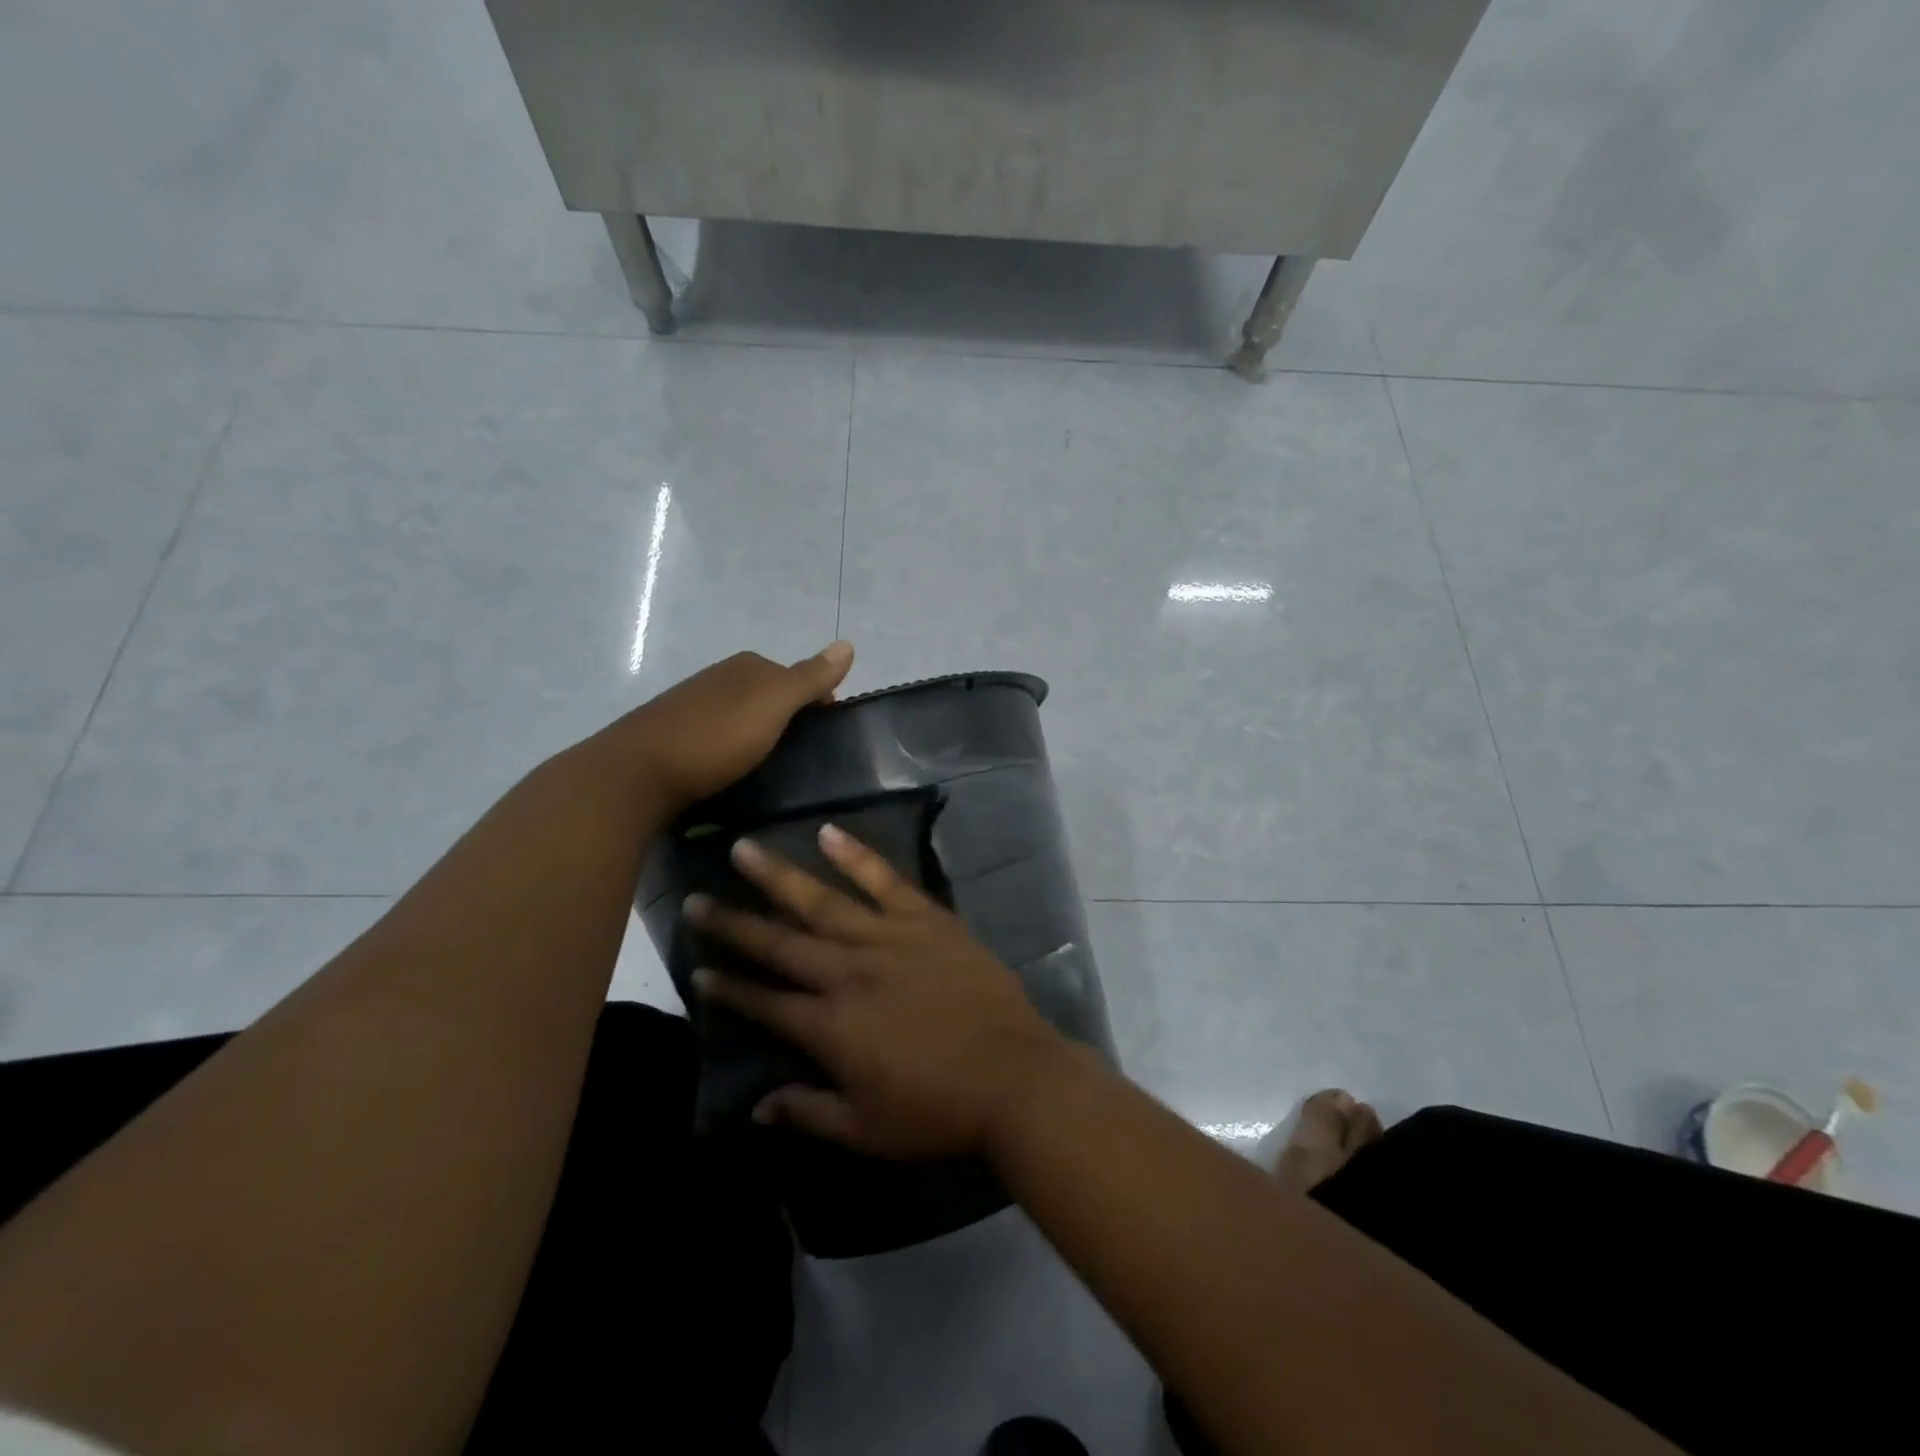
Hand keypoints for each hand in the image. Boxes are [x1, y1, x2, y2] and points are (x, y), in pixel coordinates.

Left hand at [615, 643, 853, 814]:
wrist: (637, 773)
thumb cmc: (715, 736)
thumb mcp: (773, 704)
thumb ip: (810, 678)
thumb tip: (848, 644)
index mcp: (748, 666)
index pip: (799, 678)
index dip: (819, 704)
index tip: (827, 741)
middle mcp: (721, 678)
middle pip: (772, 697)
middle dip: (791, 721)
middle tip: (803, 760)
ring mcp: (695, 706)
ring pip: (745, 718)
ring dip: (762, 738)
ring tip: (773, 771)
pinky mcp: (677, 736)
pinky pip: (721, 737)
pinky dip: (735, 751)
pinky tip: (735, 772)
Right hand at [686, 827, 1070, 1159]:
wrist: (1015, 1075)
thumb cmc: (939, 1110)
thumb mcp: (866, 1130)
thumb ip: (808, 1112)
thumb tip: (759, 1104)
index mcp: (831, 1026)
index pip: (765, 1002)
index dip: (729, 989)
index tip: (698, 970)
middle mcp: (849, 972)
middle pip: (781, 943)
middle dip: (734, 924)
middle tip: (697, 901)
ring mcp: (889, 938)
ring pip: (822, 901)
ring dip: (778, 876)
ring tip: (742, 850)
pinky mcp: (927, 919)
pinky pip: (885, 879)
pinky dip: (856, 855)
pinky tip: (828, 832)